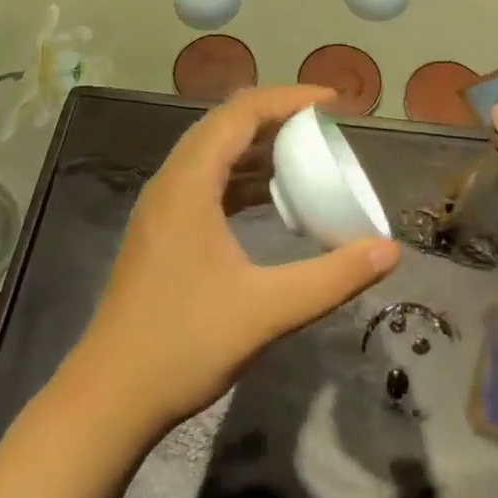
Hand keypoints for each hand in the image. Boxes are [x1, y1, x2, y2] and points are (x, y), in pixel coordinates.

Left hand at [75, 85, 400, 434]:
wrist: (108, 399)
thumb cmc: (183, 345)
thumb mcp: (266, 311)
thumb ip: (331, 278)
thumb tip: (389, 251)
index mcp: (189, 180)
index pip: (242, 112)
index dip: (289, 98)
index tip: (333, 102)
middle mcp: (172, 179)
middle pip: (226, 123)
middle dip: (277, 115)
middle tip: (323, 125)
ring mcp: (163, 205)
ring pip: (215, 151)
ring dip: (259, 145)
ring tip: (306, 154)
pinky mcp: (163, 229)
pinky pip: (208, 180)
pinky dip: (243, 176)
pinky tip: (272, 199)